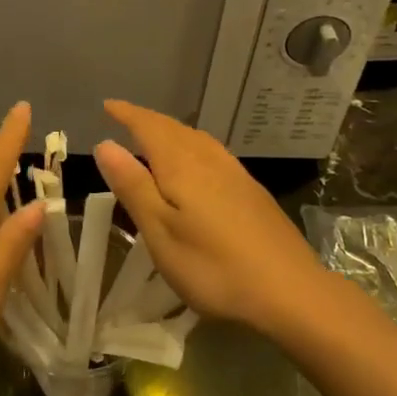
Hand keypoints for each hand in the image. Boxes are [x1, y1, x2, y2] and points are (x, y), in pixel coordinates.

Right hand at [92, 101, 321, 332]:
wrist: (290, 290)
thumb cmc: (214, 266)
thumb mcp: (161, 232)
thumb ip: (133, 186)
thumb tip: (106, 144)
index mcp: (182, 165)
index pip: (149, 127)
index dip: (127, 114)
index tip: (108, 105)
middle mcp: (209, 159)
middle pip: (174, 129)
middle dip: (147, 121)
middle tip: (125, 118)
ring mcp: (236, 174)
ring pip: (197, 139)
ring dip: (172, 132)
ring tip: (155, 137)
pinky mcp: (252, 191)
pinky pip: (213, 153)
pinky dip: (193, 146)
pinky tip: (197, 165)